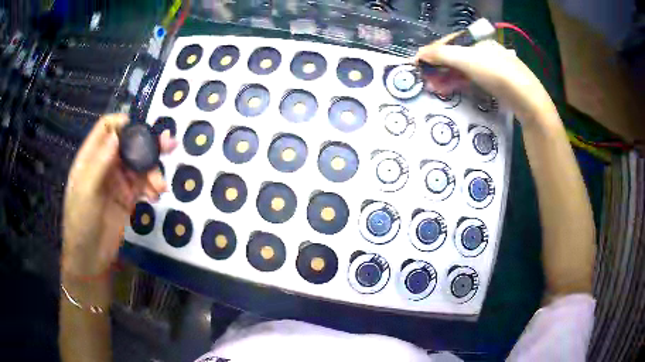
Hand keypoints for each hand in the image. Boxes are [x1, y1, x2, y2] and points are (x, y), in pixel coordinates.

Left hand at [62, 114, 176, 277]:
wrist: (90, 258)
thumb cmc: (81, 222)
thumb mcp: (86, 193)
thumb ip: (100, 164)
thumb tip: (117, 135)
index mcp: (91, 158)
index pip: (106, 129)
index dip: (122, 123)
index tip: (140, 128)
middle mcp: (106, 165)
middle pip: (128, 144)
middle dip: (147, 145)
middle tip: (168, 146)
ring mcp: (118, 181)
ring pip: (139, 165)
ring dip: (153, 171)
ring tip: (160, 187)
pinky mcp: (128, 198)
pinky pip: (143, 185)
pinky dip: (152, 187)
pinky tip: (156, 196)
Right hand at [415, 34, 553, 122]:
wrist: (527, 99)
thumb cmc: (496, 73)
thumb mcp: (466, 59)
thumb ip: (441, 54)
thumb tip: (418, 54)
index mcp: (477, 40)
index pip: (448, 42)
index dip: (431, 52)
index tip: (417, 64)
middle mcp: (483, 50)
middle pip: (455, 56)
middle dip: (438, 67)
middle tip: (425, 80)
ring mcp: (491, 67)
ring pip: (463, 69)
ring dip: (447, 77)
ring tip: (435, 89)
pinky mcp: (496, 83)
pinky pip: (472, 79)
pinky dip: (460, 84)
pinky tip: (452, 90)